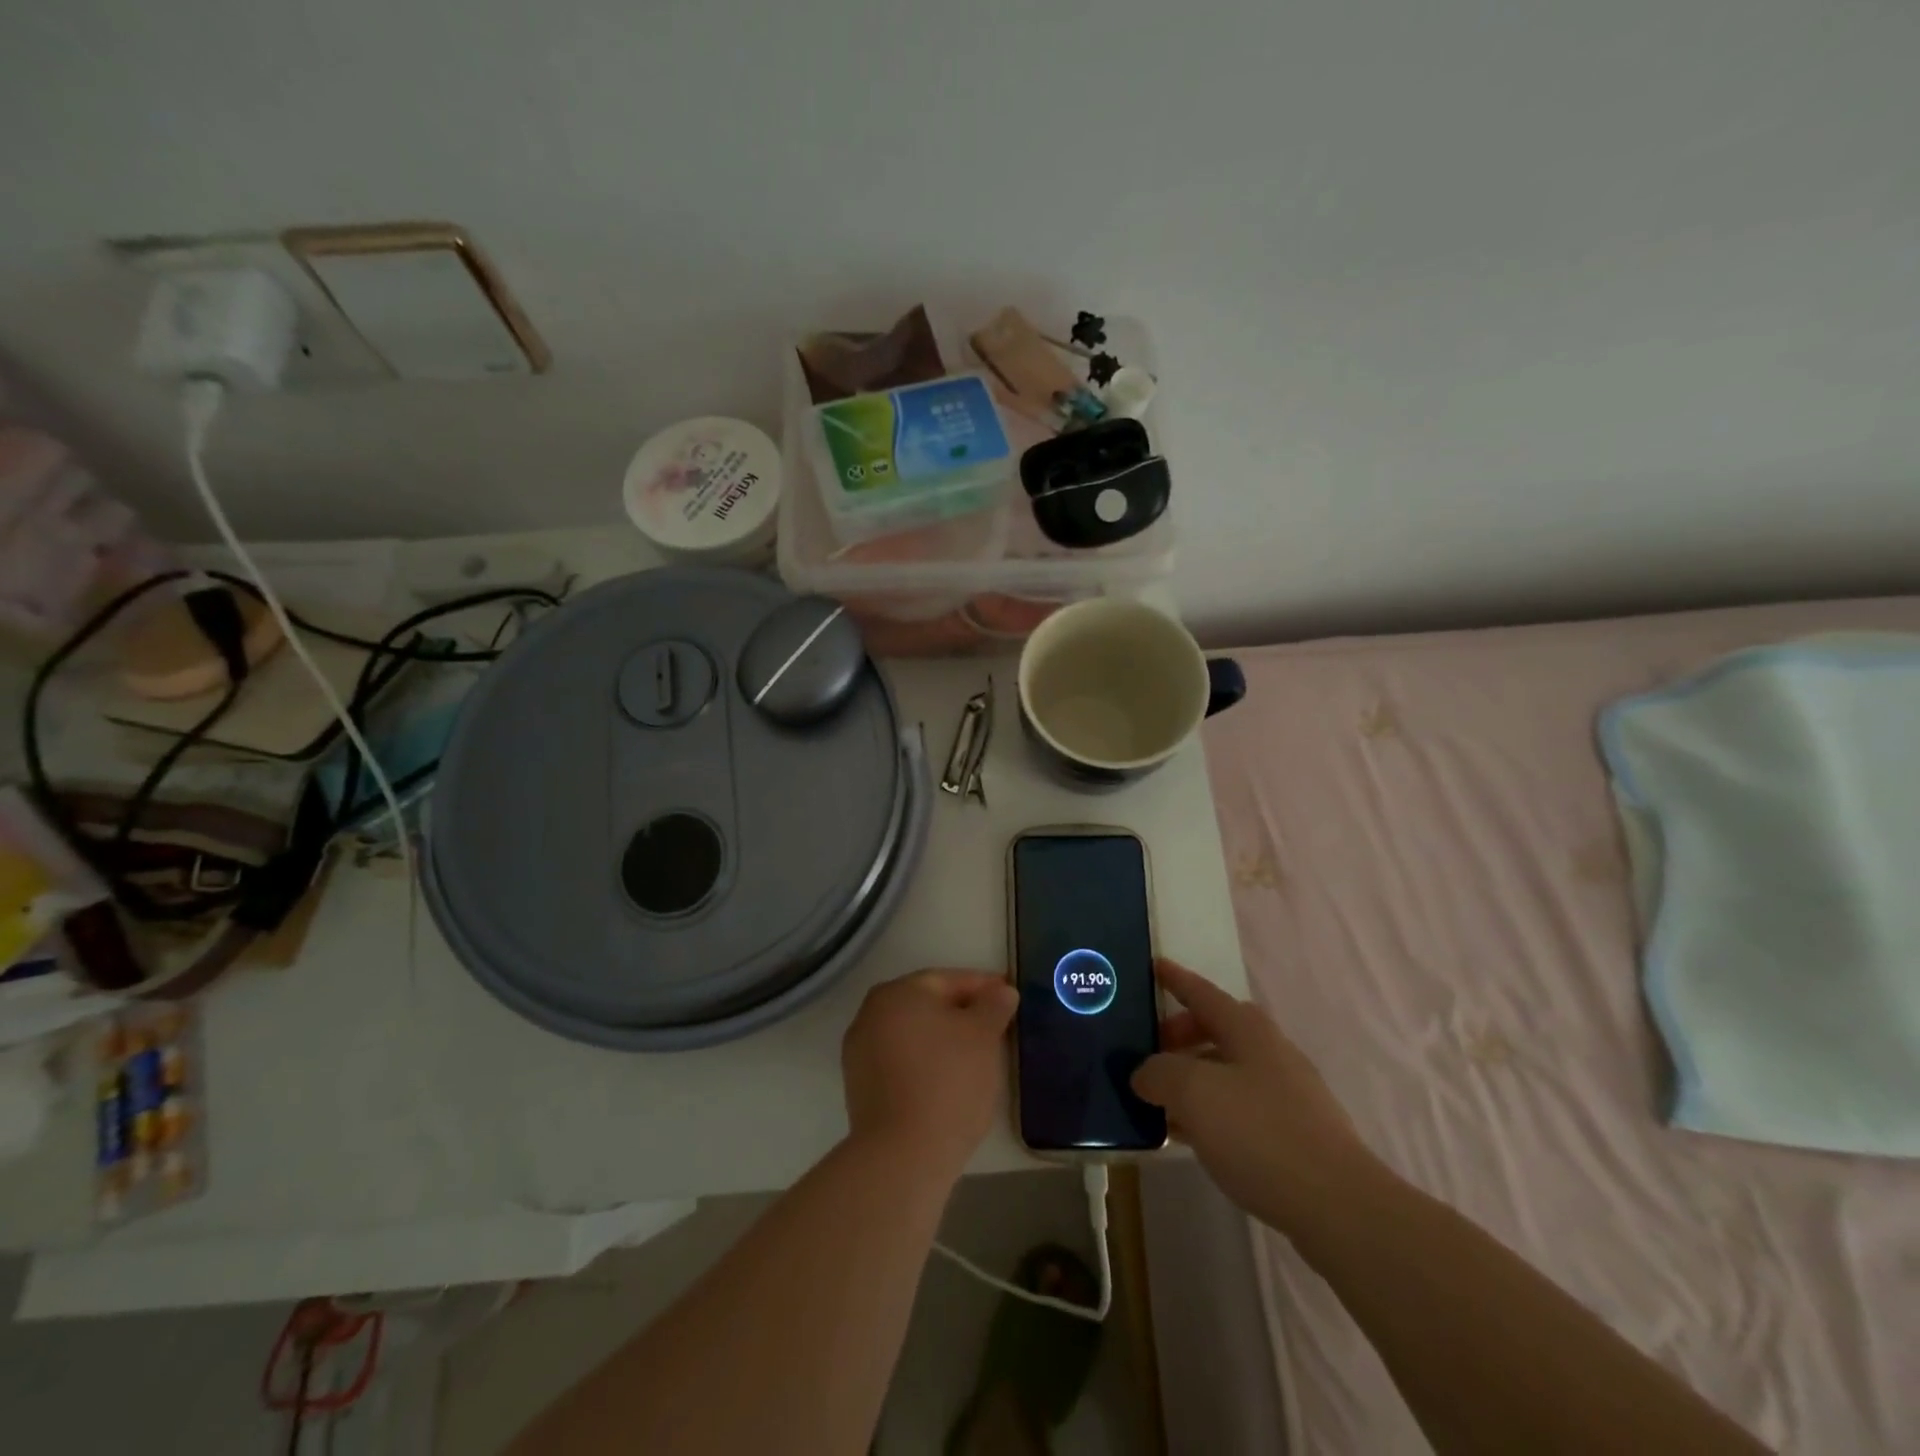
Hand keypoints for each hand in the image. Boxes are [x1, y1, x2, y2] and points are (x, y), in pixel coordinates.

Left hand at [841, 970, 1016, 1181]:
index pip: (948, 979)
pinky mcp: (860, 1086)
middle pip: (927, 1005)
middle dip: (962, 1011)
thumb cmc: (948, 1081)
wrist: (902, 1155)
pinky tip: (949, 1079)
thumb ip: (993, 1005)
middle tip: (995, 1024)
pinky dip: (925, 1062)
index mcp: (898, 992)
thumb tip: (1001, 990)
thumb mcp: (983, 1036)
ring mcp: (861, 1051)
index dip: (983, 986)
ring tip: (977, 1054)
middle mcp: (871, 1013)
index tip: (1009, 995)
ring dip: (943, 1038)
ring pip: (913, 1034)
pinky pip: (902, 1061)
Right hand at [1132, 960, 1372, 1231]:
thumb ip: (1159, 1073)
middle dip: (1180, 1036)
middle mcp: (1270, 1052)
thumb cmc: (1259, 1132)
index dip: (1175, 979)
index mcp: (1248, 1030)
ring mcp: (1288, 1094)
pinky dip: (1211, 1111)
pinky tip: (1191, 1137)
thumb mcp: (1193, 1093)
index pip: (1203, 993)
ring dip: (1193, 1078)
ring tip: (1160, 1102)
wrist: (1338, 1206)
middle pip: (1217, 1030)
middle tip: (1148, 1053)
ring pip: (1228, 1072)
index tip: (1153, 966)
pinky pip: (1240, 1108)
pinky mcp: (1295, 1134)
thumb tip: (1145, 1074)